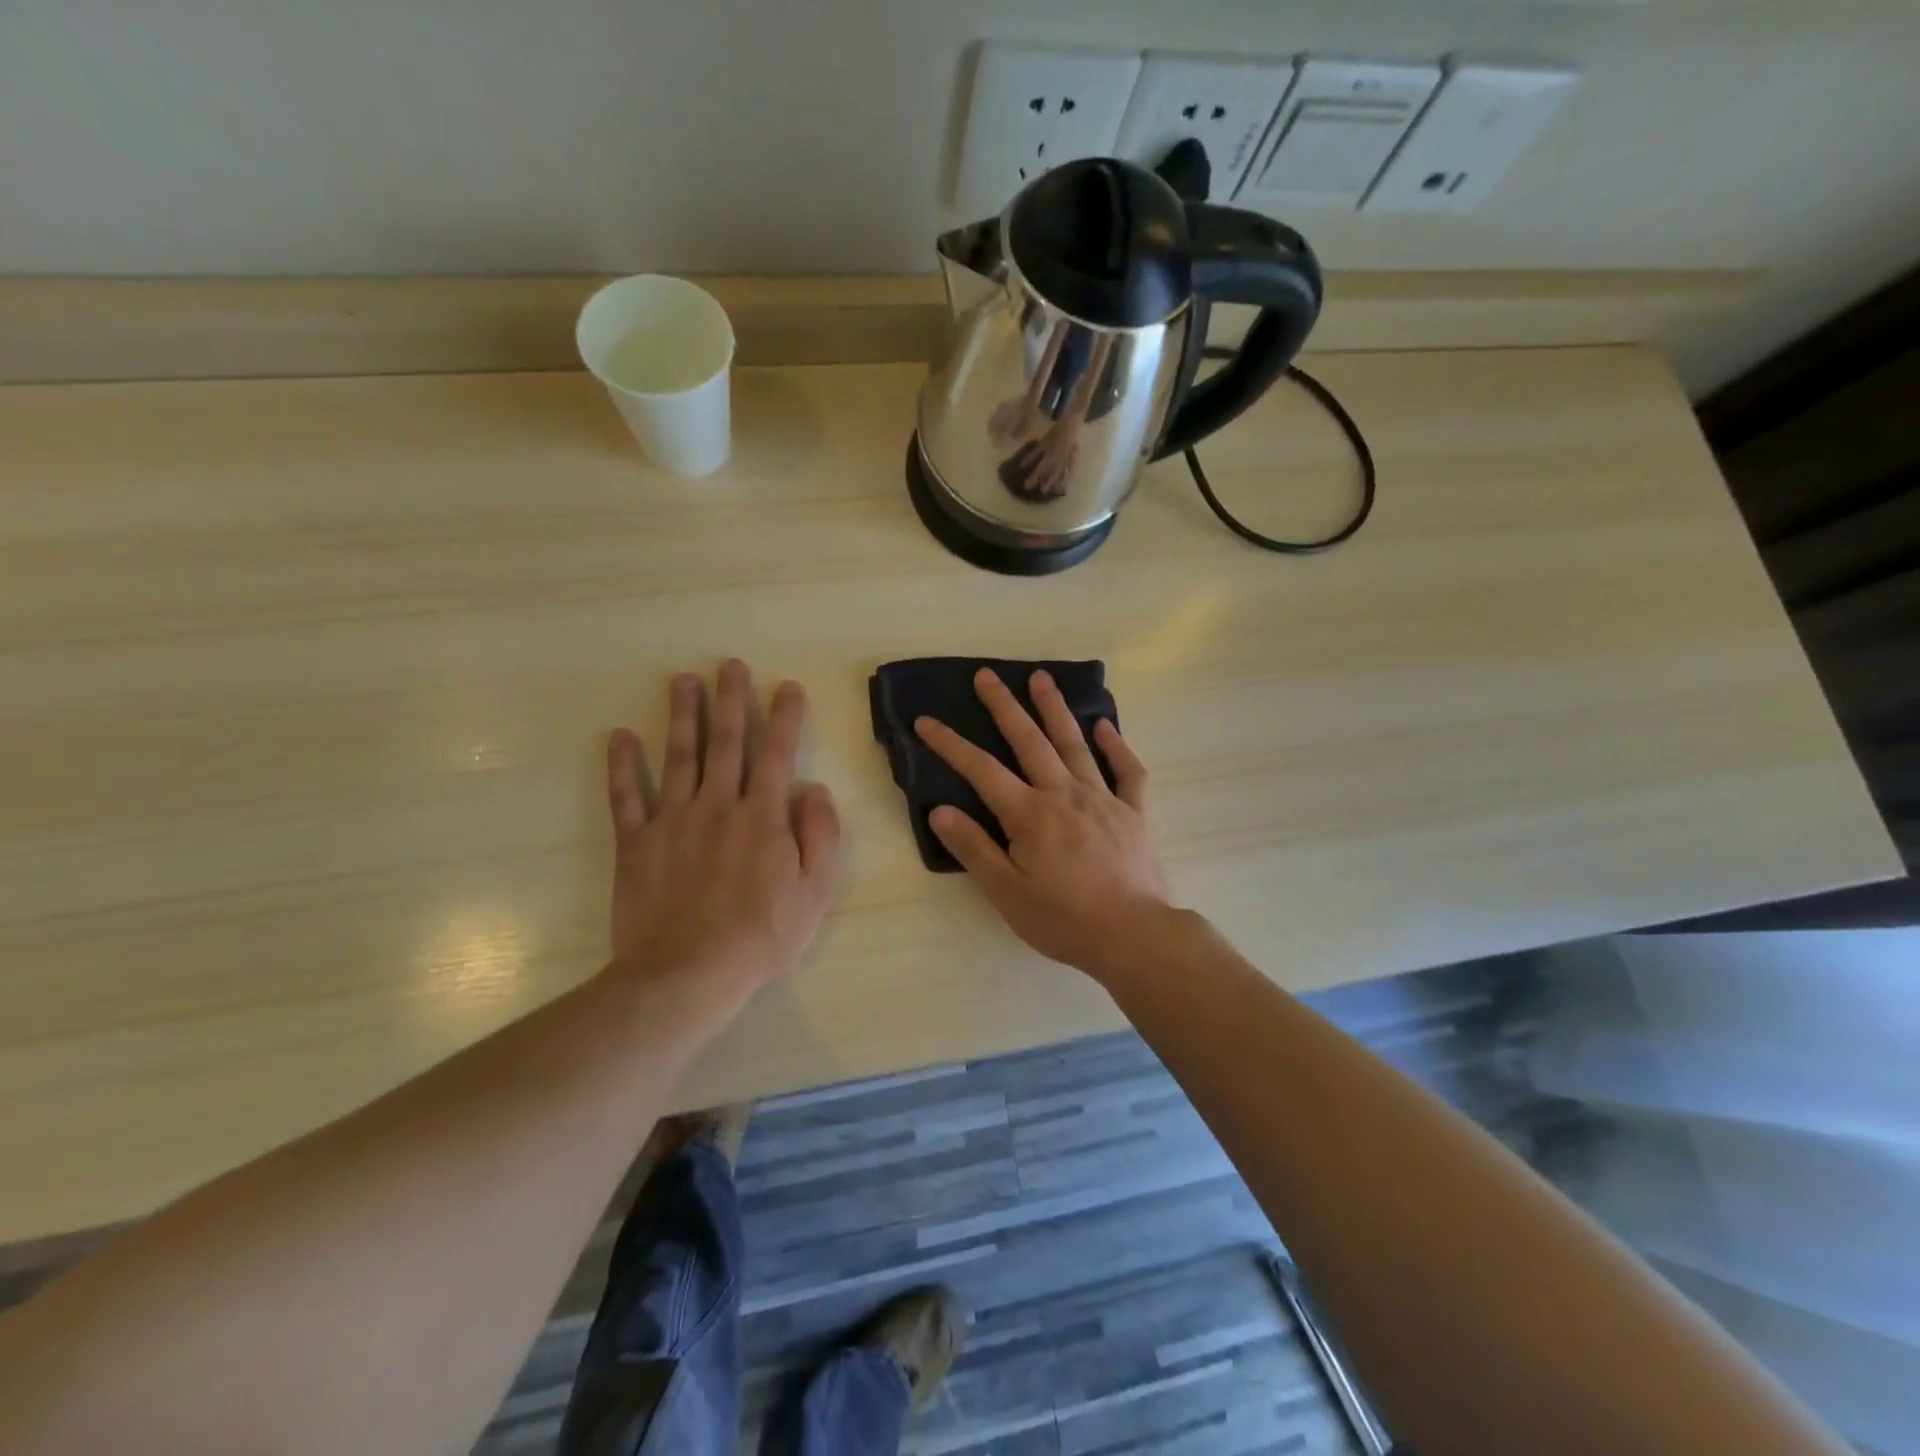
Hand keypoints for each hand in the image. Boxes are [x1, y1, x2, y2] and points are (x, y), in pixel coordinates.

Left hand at [604, 660, 841, 993]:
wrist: (687, 975)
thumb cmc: (761, 936)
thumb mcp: (814, 892)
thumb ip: (820, 835)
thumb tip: (813, 789)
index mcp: (763, 817)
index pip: (776, 753)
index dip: (783, 716)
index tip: (786, 686)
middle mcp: (718, 805)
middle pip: (726, 742)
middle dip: (730, 699)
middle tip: (729, 665)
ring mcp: (672, 820)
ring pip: (679, 756)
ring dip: (682, 715)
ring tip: (682, 680)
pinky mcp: (636, 842)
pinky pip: (627, 796)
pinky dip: (623, 765)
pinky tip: (621, 735)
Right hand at [914, 668, 1170, 979]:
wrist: (1132, 935)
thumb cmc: (1062, 919)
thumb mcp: (1006, 892)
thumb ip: (973, 848)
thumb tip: (940, 809)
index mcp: (1029, 814)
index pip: (981, 770)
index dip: (950, 744)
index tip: (926, 721)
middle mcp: (1064, 794)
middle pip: (1029, 741)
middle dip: (1004, 706)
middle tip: (987, 675)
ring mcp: (1102, 799)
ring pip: (1074, 744)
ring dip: (1055, 710)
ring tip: (1041, 678)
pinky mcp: (1133, 812)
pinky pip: (1126, 771)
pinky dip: (1116, 746)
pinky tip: (1105, 726)